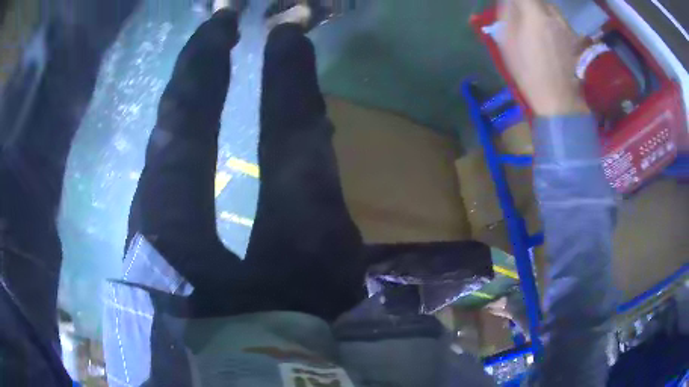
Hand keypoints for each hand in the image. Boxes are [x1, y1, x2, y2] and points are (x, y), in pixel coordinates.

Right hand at [498, 0, 588, 115]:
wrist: (559, 100)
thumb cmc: (529, 73)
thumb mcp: (508, 43)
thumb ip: (507, 15)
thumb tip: (509, 2)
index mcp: (535, 15)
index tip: (511, 5)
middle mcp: (553, 15)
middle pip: (539, 0)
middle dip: (528, 3)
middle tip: (521, 13)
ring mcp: (567, 27)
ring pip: (551, 8)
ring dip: (541, 10)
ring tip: (535, 24)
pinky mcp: (574, 38)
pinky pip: (560, 21)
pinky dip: (551, 21)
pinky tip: (548, 35)